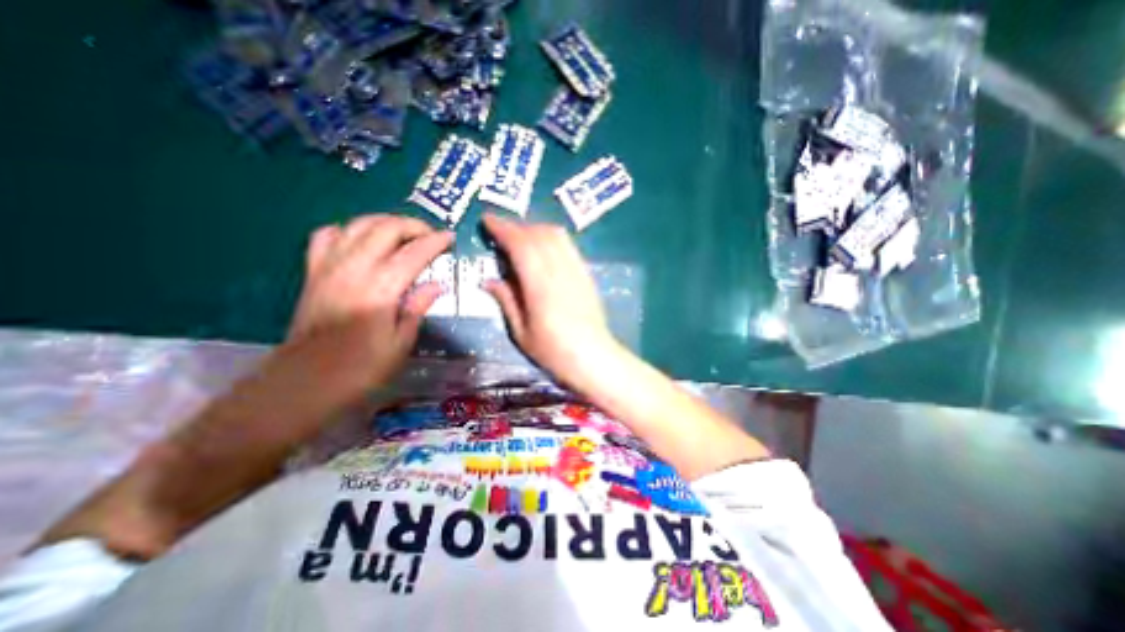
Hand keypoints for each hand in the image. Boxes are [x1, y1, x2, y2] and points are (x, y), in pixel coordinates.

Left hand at [287, 214, 450, 398]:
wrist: (304, 382)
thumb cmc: (361, 369)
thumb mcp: (400, 344)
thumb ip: (417, 308)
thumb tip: (437, 285)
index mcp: (380, 289)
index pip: (414, 253)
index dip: (435, 242)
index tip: (450, 238)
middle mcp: (353, 269)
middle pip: (385, 229)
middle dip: (413, 225)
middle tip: (430, 235)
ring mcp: (329, 267)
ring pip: (358, 225)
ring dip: (384, 222)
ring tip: (403, 232)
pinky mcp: (313, 272)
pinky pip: (327, 236)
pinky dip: (348, 230)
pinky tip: (360, 240)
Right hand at [480, 213, 618, 384]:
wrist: (593, 357)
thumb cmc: (553, 351)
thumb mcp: (521, 332)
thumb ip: (506, 301)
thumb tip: (488, 280)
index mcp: (540, 286)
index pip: (521, 245)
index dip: (503, 229)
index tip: (488, 220)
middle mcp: (560, 271)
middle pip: (538, 234)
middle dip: (516, 226)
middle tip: (500, 231)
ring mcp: (577, 270)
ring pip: (556, 235)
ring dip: (535, 229)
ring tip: (520, 237)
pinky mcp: (586, 273)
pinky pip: (568, 245)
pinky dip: (552, 238)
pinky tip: (543, 247)